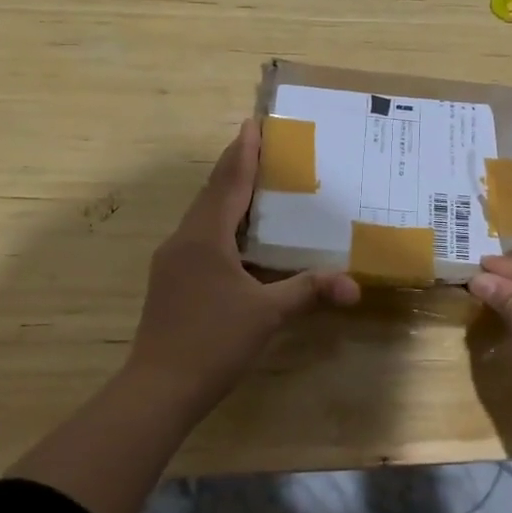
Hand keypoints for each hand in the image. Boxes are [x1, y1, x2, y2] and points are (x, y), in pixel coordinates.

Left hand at [126, 119, 359, 418]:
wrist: (156, 390)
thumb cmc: (213, 342)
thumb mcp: (267, 314)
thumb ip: (309, 291)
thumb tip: (354, 286)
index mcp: (206, 236)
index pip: (229, 181)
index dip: (244, 151)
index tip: (254, 122)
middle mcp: (185, 238)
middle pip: (213, 191)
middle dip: (236, 165)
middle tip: (262, 145)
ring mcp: (172, 260)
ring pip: (203, 214)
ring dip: (227, 193)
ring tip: (255, 182)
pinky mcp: (170, 279)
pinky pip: (199, 235)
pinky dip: (221, 221)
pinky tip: (238, 235)